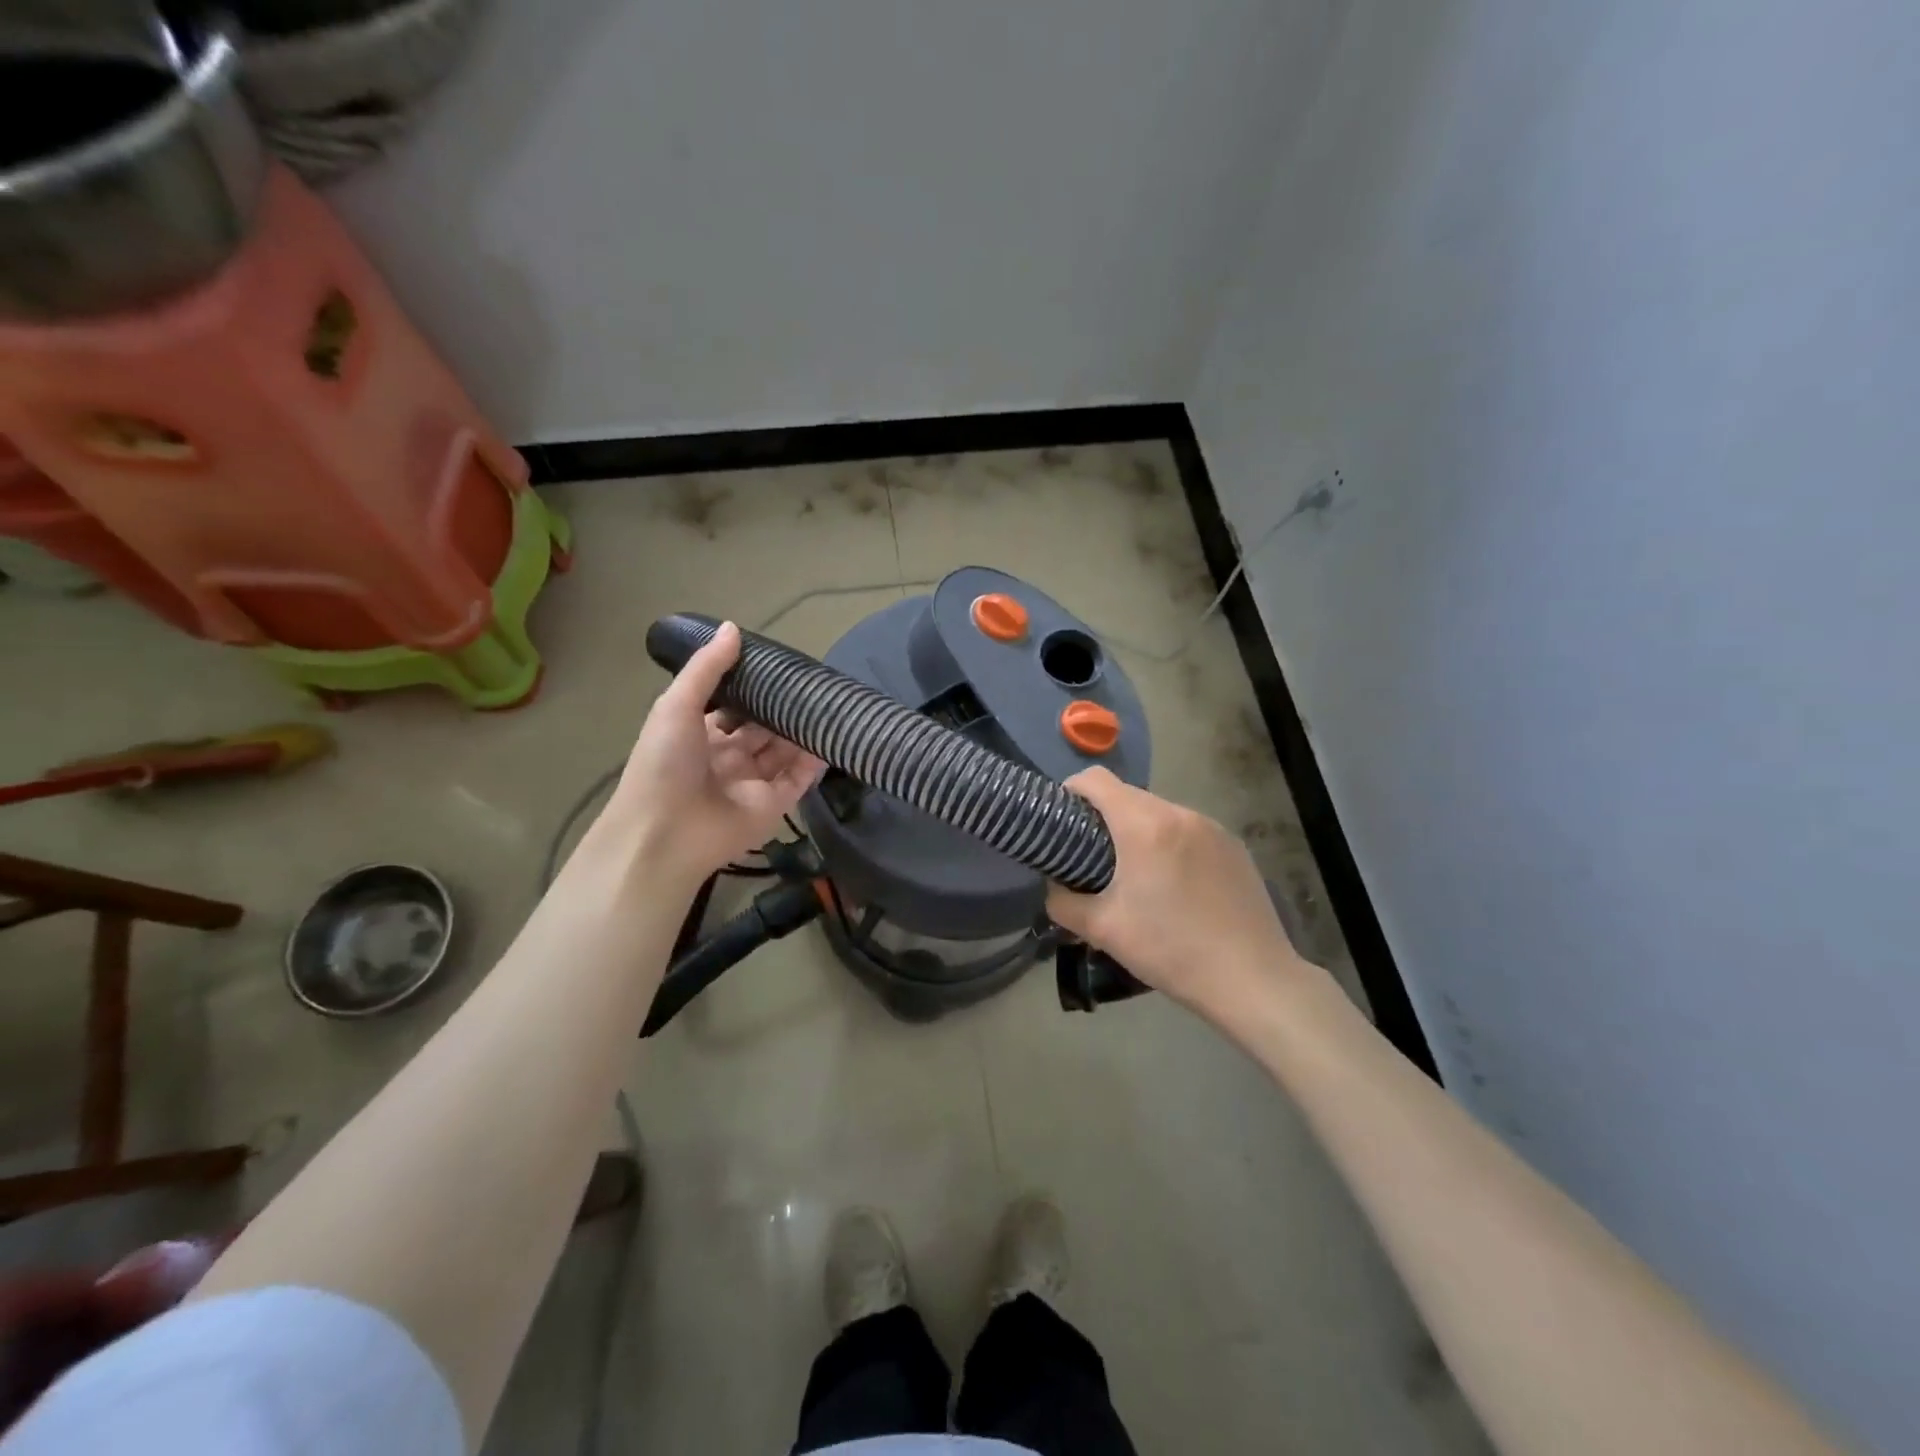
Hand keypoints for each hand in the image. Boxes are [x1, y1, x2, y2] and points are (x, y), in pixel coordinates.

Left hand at [599, 622, 823, 887]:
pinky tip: (832, 735)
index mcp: (700, 735)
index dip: (754, 689)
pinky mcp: (774, 805)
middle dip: (783, 709)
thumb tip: (734, 627)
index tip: (780, 667)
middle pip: (763, 729)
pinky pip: (799, 779)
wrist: (665, 832)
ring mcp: (753, 783)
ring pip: (784, 752)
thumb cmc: (665, 763)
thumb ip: (707, 669)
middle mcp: (728, 758)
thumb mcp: (676, 705)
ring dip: (803, 730)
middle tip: (814, 682)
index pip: (733, 708)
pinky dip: (815, 760)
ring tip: (830, 702)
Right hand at [1046, 768, 1316, 1021]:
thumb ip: (1063, 901)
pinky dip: (1171, 845)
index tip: (1063, 823)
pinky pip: (1188, 831)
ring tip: (1137, 877)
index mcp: (1144, 825)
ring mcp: (1212, 828)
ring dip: (1139, 832)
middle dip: (1104, 818)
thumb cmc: (1170, 950)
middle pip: (1127, 796)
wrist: (1252, 980)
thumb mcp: (1102, 930)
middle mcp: (1180, 814)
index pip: (1095, 780)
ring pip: (1160, 814)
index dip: (1070, 792)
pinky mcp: (1234, 847)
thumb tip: (1054, 886)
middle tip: (1094, 860)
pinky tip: (1176, 887)